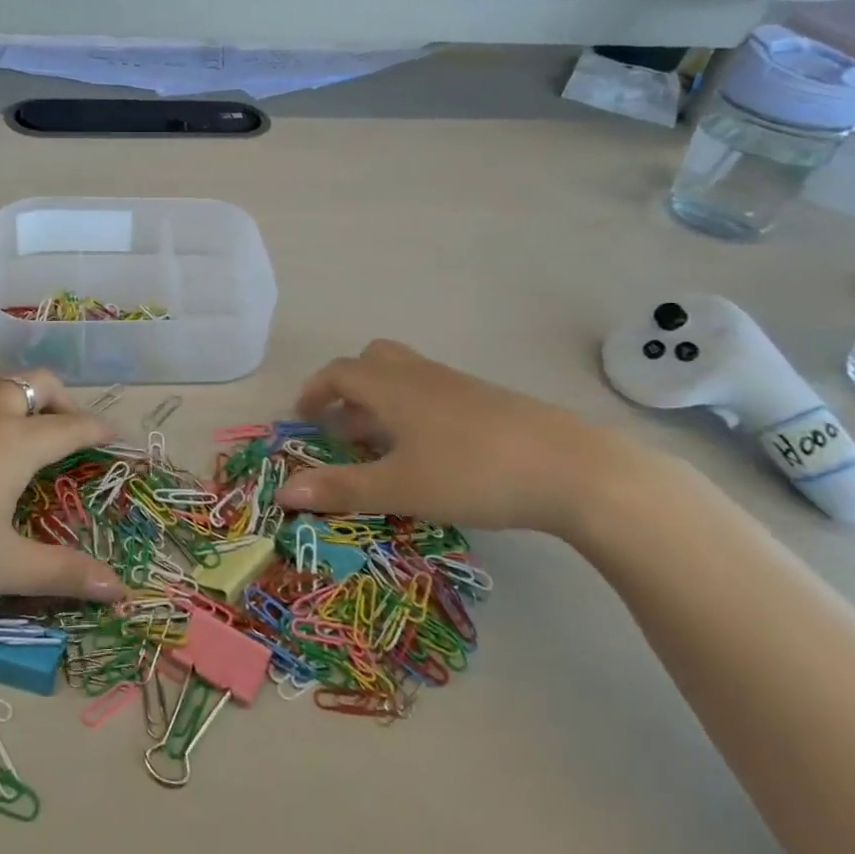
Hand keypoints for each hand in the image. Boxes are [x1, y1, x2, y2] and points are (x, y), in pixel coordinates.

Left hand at [0, 370, 125, 614]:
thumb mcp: (1, 566)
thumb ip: (63, 574)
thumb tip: (121, 591)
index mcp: (17, 442)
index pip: (72, 426)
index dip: (99, 428)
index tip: (118, 434)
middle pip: (37, 384)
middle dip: (63, 399)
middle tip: (70, 428)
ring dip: (18, 390)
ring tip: (19, 419)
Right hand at [278, 339, 661, 536]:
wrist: (570, 468)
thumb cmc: (471, 472)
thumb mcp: (399, 488)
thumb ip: (341, 488)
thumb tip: (284, 492)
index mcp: (391, 386)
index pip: (339, 372)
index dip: (314, 391)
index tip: (302, 419)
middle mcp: (420, 375)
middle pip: (373, 360)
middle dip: (348, 388)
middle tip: (341, 426)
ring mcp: (457, 385)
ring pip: (405, 377)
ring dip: (381, 401)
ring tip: (380, 446)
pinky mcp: (487, 401)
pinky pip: (432, 393)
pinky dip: (412, 411)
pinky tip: (428, 453)